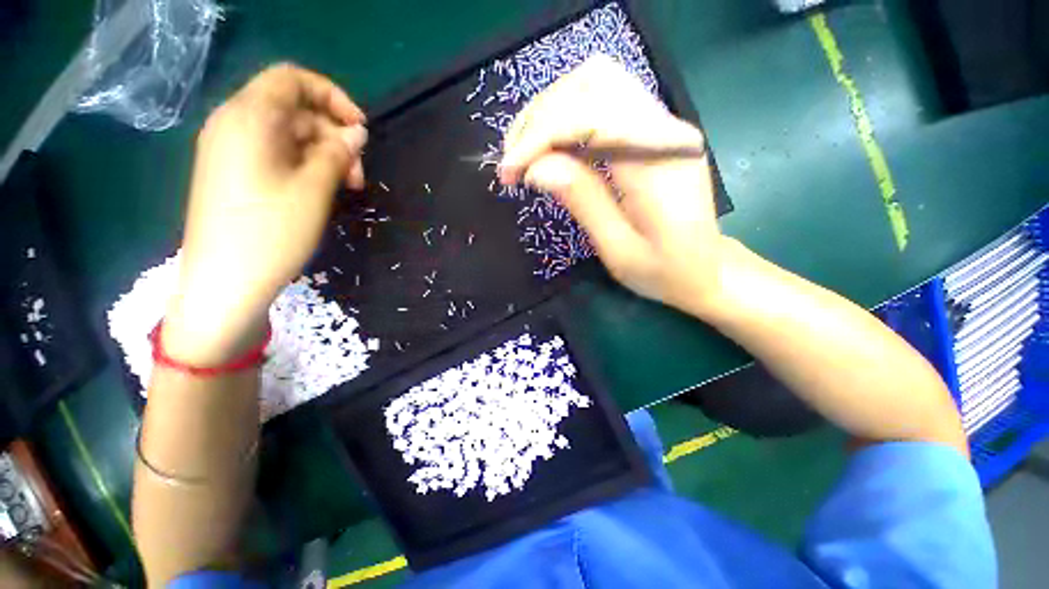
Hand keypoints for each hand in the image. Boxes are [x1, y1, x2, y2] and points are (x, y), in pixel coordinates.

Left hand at [165, 63, 367, 362]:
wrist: (225, 283)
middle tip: (357, 176)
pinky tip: (321, 191)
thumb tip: (357, 132)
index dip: (332, 97)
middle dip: (333, 136)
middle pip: (294, 110)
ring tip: (345, 188)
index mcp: (248, 118)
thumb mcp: (314, 190)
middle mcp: (234, 125)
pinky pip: (276, 154)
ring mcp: (231, 150)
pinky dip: (305, 165)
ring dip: (323, 155)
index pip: (292, 80)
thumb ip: (337, 153)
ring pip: (288, 135)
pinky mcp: (234, 173)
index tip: (361, 130)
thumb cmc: (270, 233)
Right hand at [499, 56, 724, 315]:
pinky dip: (565, 118)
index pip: (590, 118)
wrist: (705, 269)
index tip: (509, 171)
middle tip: (512, 161)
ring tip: (525, 153)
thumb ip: (583, 202)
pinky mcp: (652, 131)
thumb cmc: (663, 271)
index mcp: (660, 163)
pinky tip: (549, 149)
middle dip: (540, 117)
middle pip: (592, 83)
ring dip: (549, 112)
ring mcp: (662, 124)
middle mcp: (666, 129)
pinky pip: (602, 102)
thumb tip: (536, 166)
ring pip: (595, 83)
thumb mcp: (618, 249)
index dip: (540, 137)